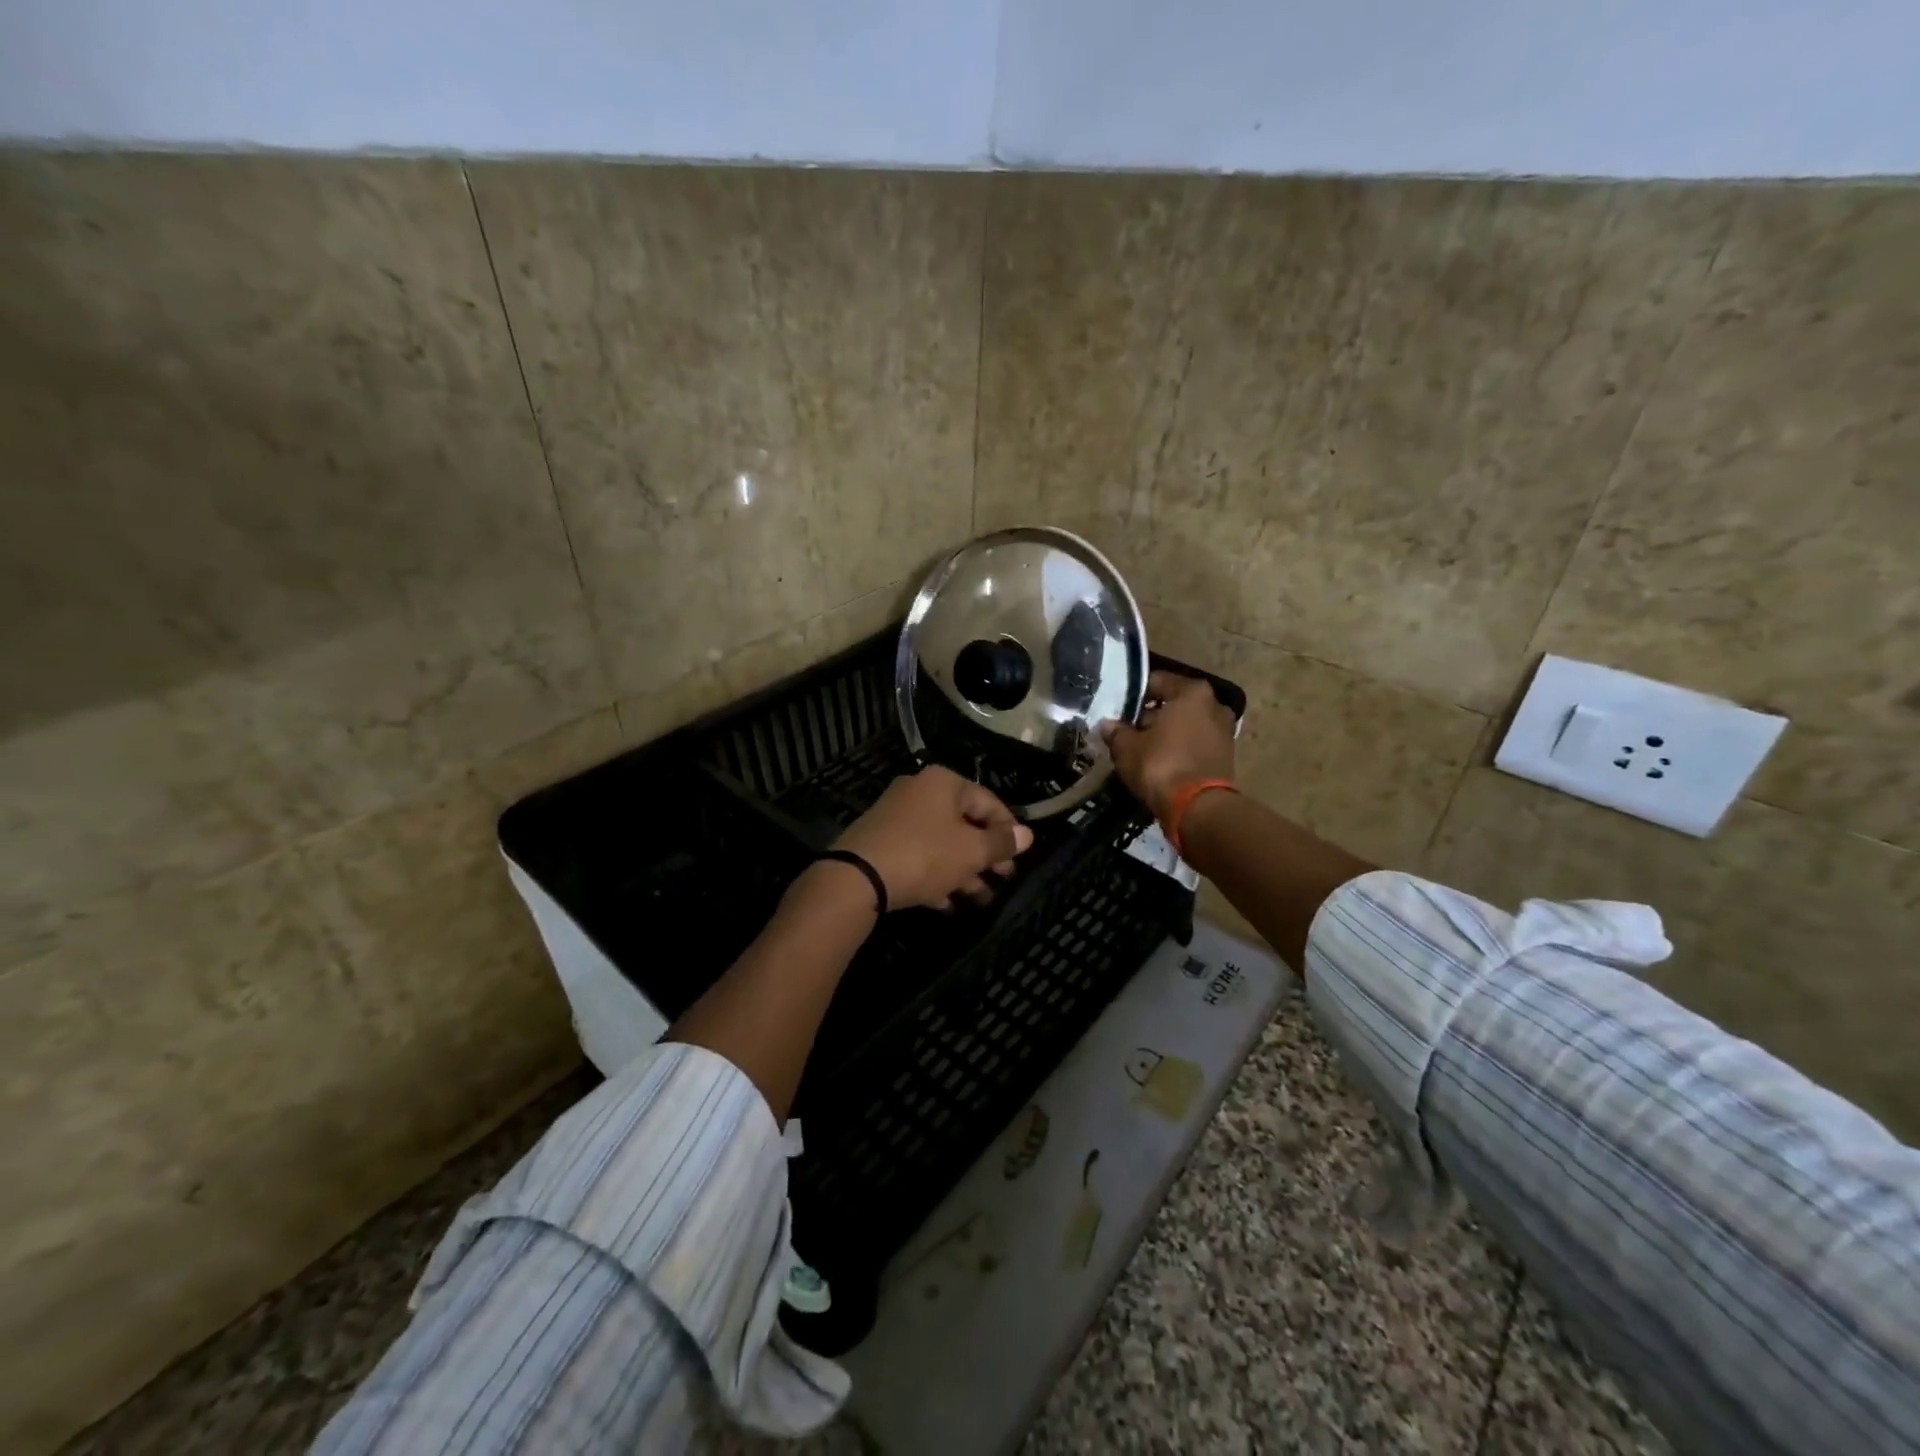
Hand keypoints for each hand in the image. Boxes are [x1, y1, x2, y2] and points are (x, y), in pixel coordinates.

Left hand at [834, 765, 1035, 910]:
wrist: (858, 876)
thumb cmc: (925, 854)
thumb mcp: (971, 851)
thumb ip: (1001, 843)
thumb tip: (1027, 835)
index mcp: (944, 782)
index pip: (989, 801)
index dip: (1009, 830)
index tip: (1019, 858)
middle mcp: (919, 791)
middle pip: (964, 822)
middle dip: (986, 855)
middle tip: (1003, 880)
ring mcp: (897, 817)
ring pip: (941, 842)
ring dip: (964, 871)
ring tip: (982, 900)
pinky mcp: (881, 842)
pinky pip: (918, 856)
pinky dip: (936, 876)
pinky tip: (948, 904)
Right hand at [1104, 670, 1236, 822]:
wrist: (1198, 808)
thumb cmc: (1161, 765)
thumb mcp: (1127, 747)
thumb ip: (1116, 731)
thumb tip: (1107, 725)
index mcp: (1192, 692)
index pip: (1156, 681)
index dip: (1134, 695)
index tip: (1118, 710)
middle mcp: (1214, 705)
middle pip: (1174, 704)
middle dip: (1151, 716)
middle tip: (1127, 731)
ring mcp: (1224, 731)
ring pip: (1186, 725)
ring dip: (1166, 734)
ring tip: (1142, 749)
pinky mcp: (1226, 756)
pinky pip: (1195, 745)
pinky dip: (1180, 749)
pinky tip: (1161, 763)